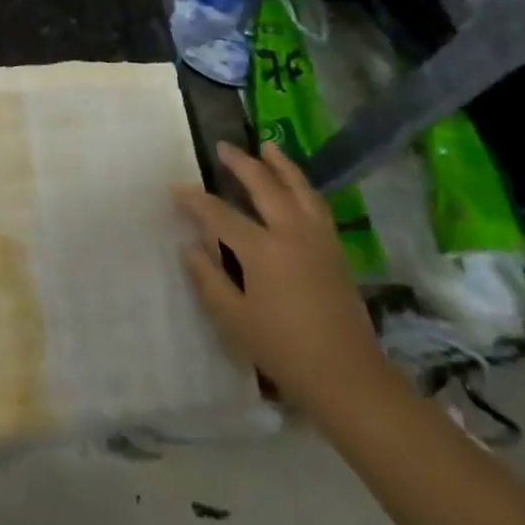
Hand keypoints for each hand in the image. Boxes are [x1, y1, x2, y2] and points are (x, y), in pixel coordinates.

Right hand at [176, 141, 396, 426]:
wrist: (348, 378)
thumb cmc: (284, 351)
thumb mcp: (234, 319)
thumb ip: (208, 279)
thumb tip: (190, 246)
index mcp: (262, 250)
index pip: (220, 214)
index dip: (195, 200)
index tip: (176, 188)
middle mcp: (291, 233)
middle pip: (264, 186)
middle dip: (241, 164)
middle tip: (224, 147)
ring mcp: (318, 238)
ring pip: (299, 188)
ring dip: (280, 165)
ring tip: (267, 146)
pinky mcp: (335, 249)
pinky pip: (316, 204)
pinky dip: (303, 186)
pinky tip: (296, 185)